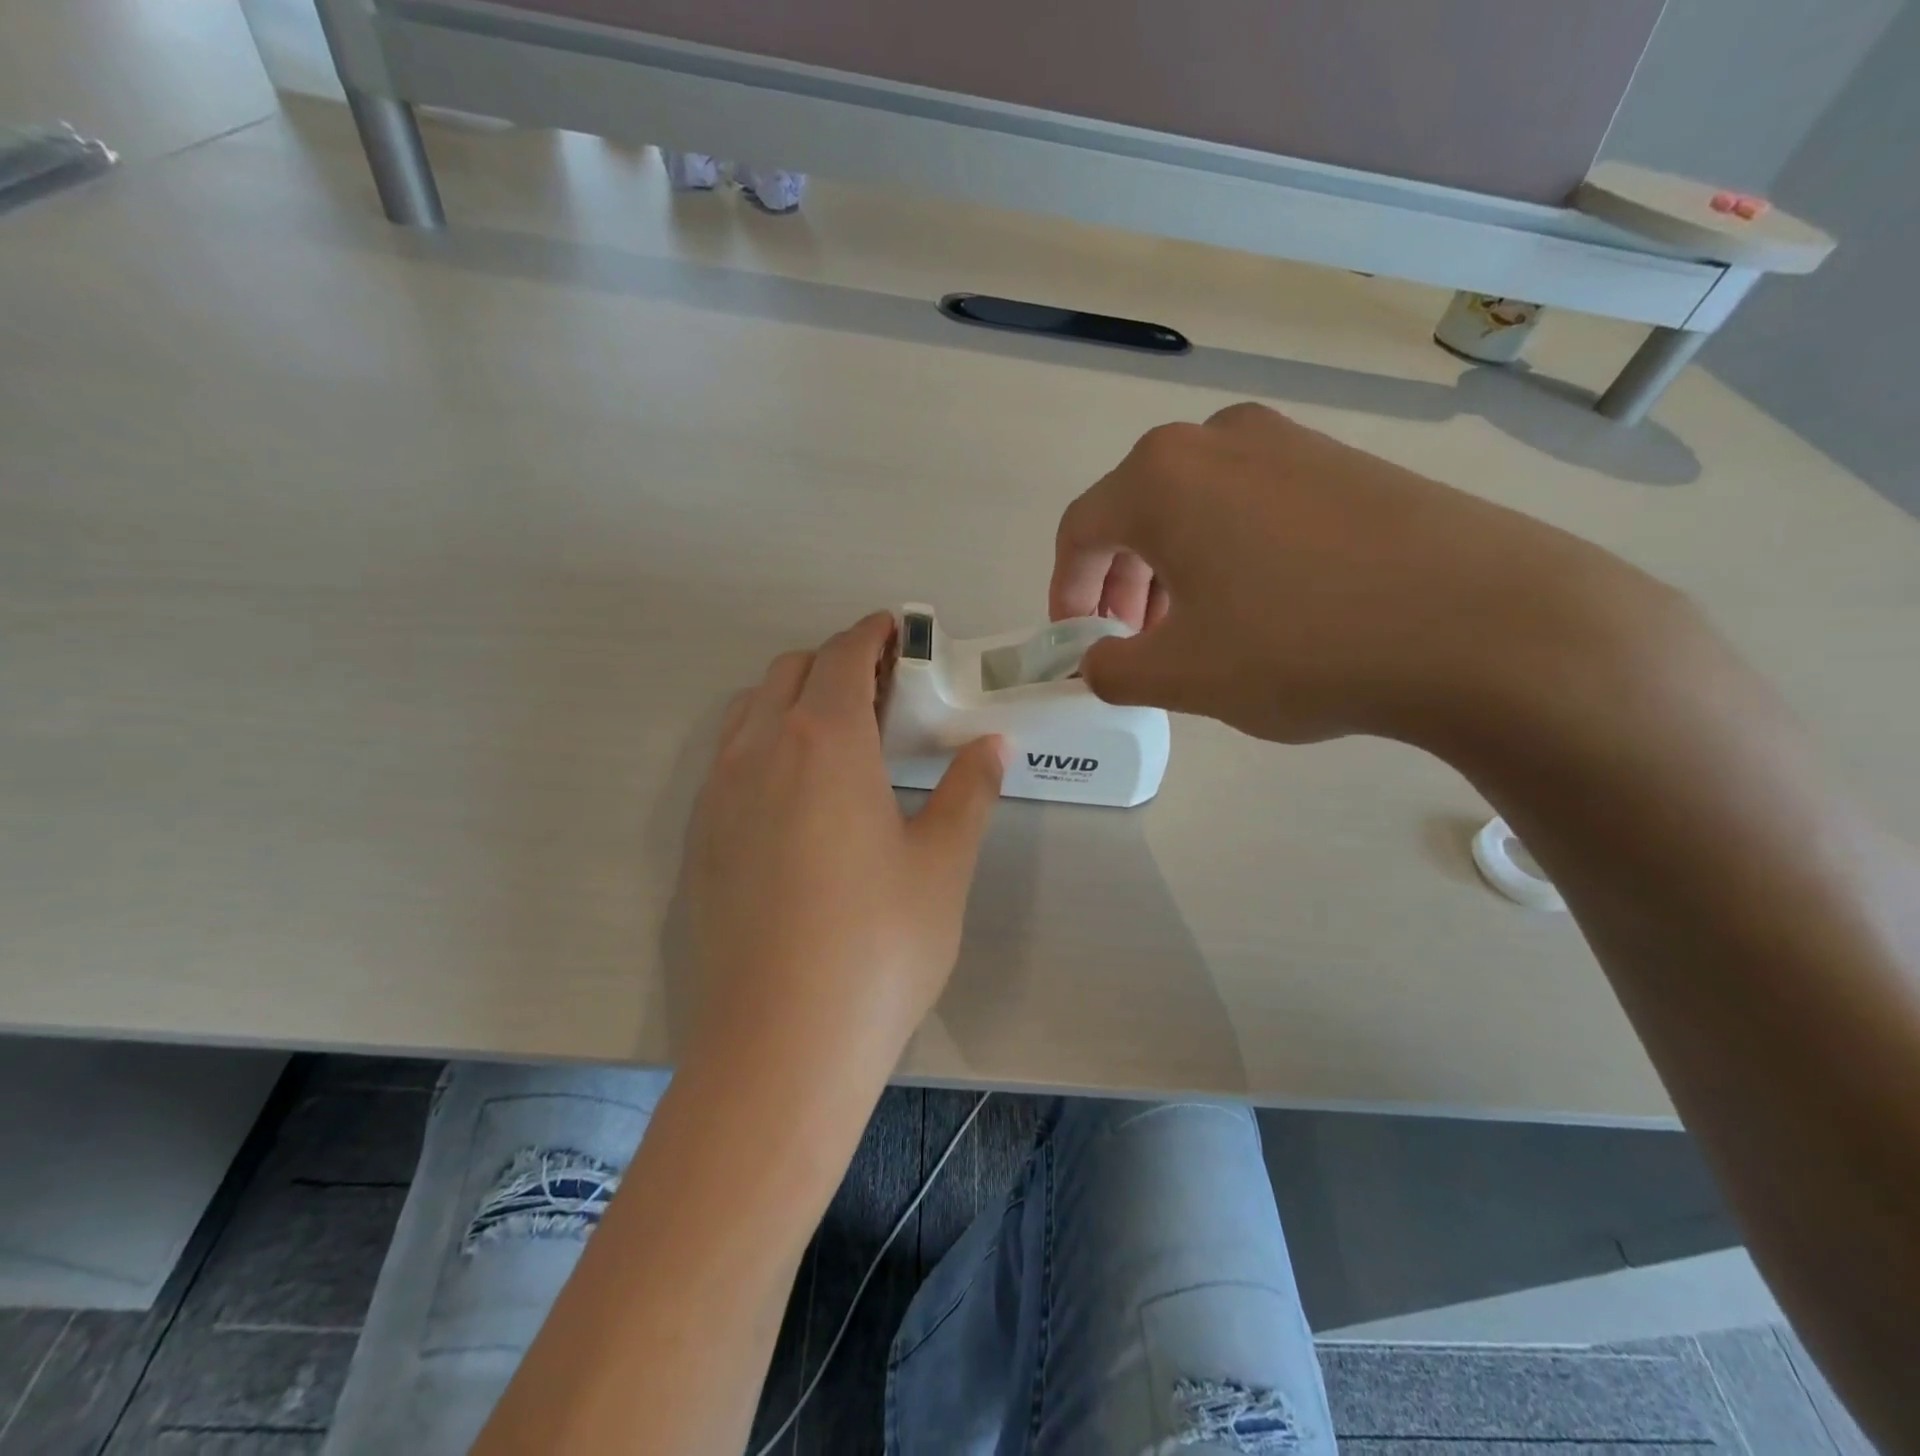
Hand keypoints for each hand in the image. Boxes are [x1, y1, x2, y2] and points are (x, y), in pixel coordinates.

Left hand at [681, 612, 1007, 1067]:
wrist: (781, 1044)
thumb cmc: (879, 946)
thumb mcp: (942, 864)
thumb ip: (969, 793)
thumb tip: (992, 746)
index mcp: (824, 742)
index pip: (845, 656)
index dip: (874, 634)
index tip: (898, 632)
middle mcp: (759, 750)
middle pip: (792, 672)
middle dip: (837, 663)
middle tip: (885, 692)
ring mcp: (718, 794)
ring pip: (752, 710)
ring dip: (795, 699)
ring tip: (841, 737)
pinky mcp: (699, 838)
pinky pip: (730, 757)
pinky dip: (765, 742)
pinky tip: (798, 794)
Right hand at [1051, 402, 1676, 746]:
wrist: (1484, 625)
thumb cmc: (1301, 646)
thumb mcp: (1181, 676)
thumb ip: (1111, 670)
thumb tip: (1095, 662)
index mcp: (1162, 478)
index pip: (1080, 530)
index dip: (1066, 592)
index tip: (1077, 642)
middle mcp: (1218, 440)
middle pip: (1136, 513)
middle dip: (1122, 585)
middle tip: (1136, 643)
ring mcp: (1290, 442)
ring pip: (1196, 509)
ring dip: (1175, 571)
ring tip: (1198, 631)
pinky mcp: (1345, 462)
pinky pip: (1254, 506)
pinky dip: (1231, 555)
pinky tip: (1264, 607)